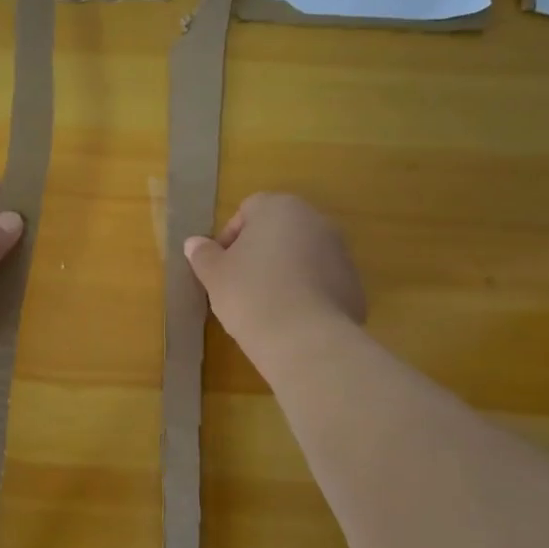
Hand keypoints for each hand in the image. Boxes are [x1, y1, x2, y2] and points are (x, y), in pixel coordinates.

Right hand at [184, 193, 366, 364]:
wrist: (305, 339)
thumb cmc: (250, 294)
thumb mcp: (214, 275)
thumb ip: (203, 254)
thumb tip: (194, 243)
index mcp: (279, 208)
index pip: (248, 210)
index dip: (229, 237)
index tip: (220, 266)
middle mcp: (316, 221)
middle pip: (279, 230)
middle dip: (259, 253)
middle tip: (239, 284)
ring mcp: (340, 252)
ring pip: (302, 256)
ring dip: (284, 272)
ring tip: (265, 305)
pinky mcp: (354, 285)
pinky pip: (320, 283)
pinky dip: (305, 294)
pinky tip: (290, 320)